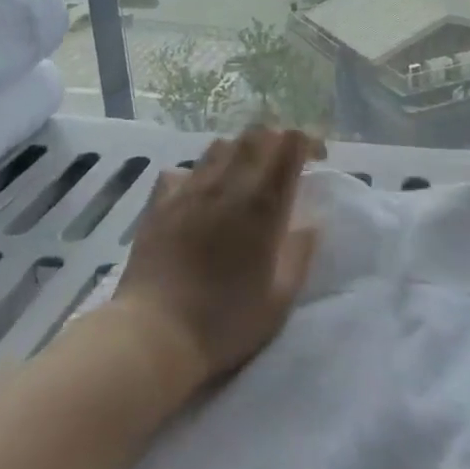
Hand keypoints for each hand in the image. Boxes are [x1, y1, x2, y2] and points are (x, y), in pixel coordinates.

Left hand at [111, 127, 323, 381]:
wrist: (154, 335)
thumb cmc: (225, 321)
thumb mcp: (280, 299)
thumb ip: (300, 252)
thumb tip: (311, 222)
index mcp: (263, 201)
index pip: (289, 142)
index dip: (306, 142)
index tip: (315, 158)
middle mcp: (228, 182)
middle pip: (256, 134)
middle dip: (274, 141)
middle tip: (281, 167)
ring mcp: (190, 187)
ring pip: (220, 145)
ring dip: (239, 154)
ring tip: (242, 179)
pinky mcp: (160, 200)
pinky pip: (182, 169)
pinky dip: (197, 174)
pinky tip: (198, 196)